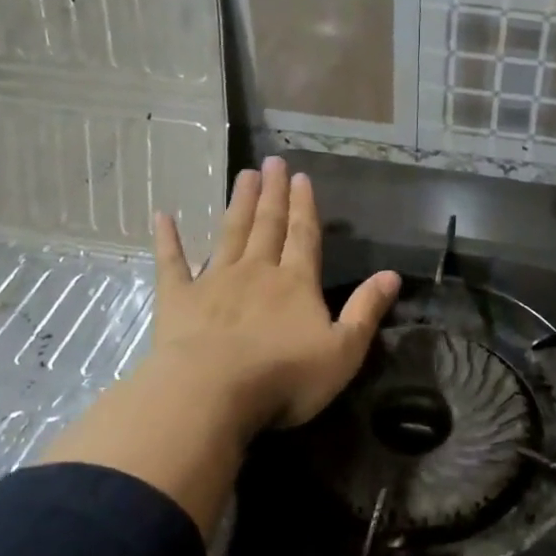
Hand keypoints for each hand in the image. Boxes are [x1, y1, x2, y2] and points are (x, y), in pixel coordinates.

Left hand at [147, 157, 398, 437]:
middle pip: (267, 226)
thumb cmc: (285, 376)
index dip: (304, 207)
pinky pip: (172, 263)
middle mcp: (257, 272)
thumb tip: (392, 275)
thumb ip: (366, 310)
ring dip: (238, 204)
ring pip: (230, 234)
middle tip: (272, 161)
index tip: (301, 177)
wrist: (212, 393)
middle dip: (273, 194)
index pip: (303, 236)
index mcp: (296, 283)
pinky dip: (168, 239)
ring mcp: (214, 282)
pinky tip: (163, 216)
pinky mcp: (178, 299)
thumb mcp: (343, 350)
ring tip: (243, 175)